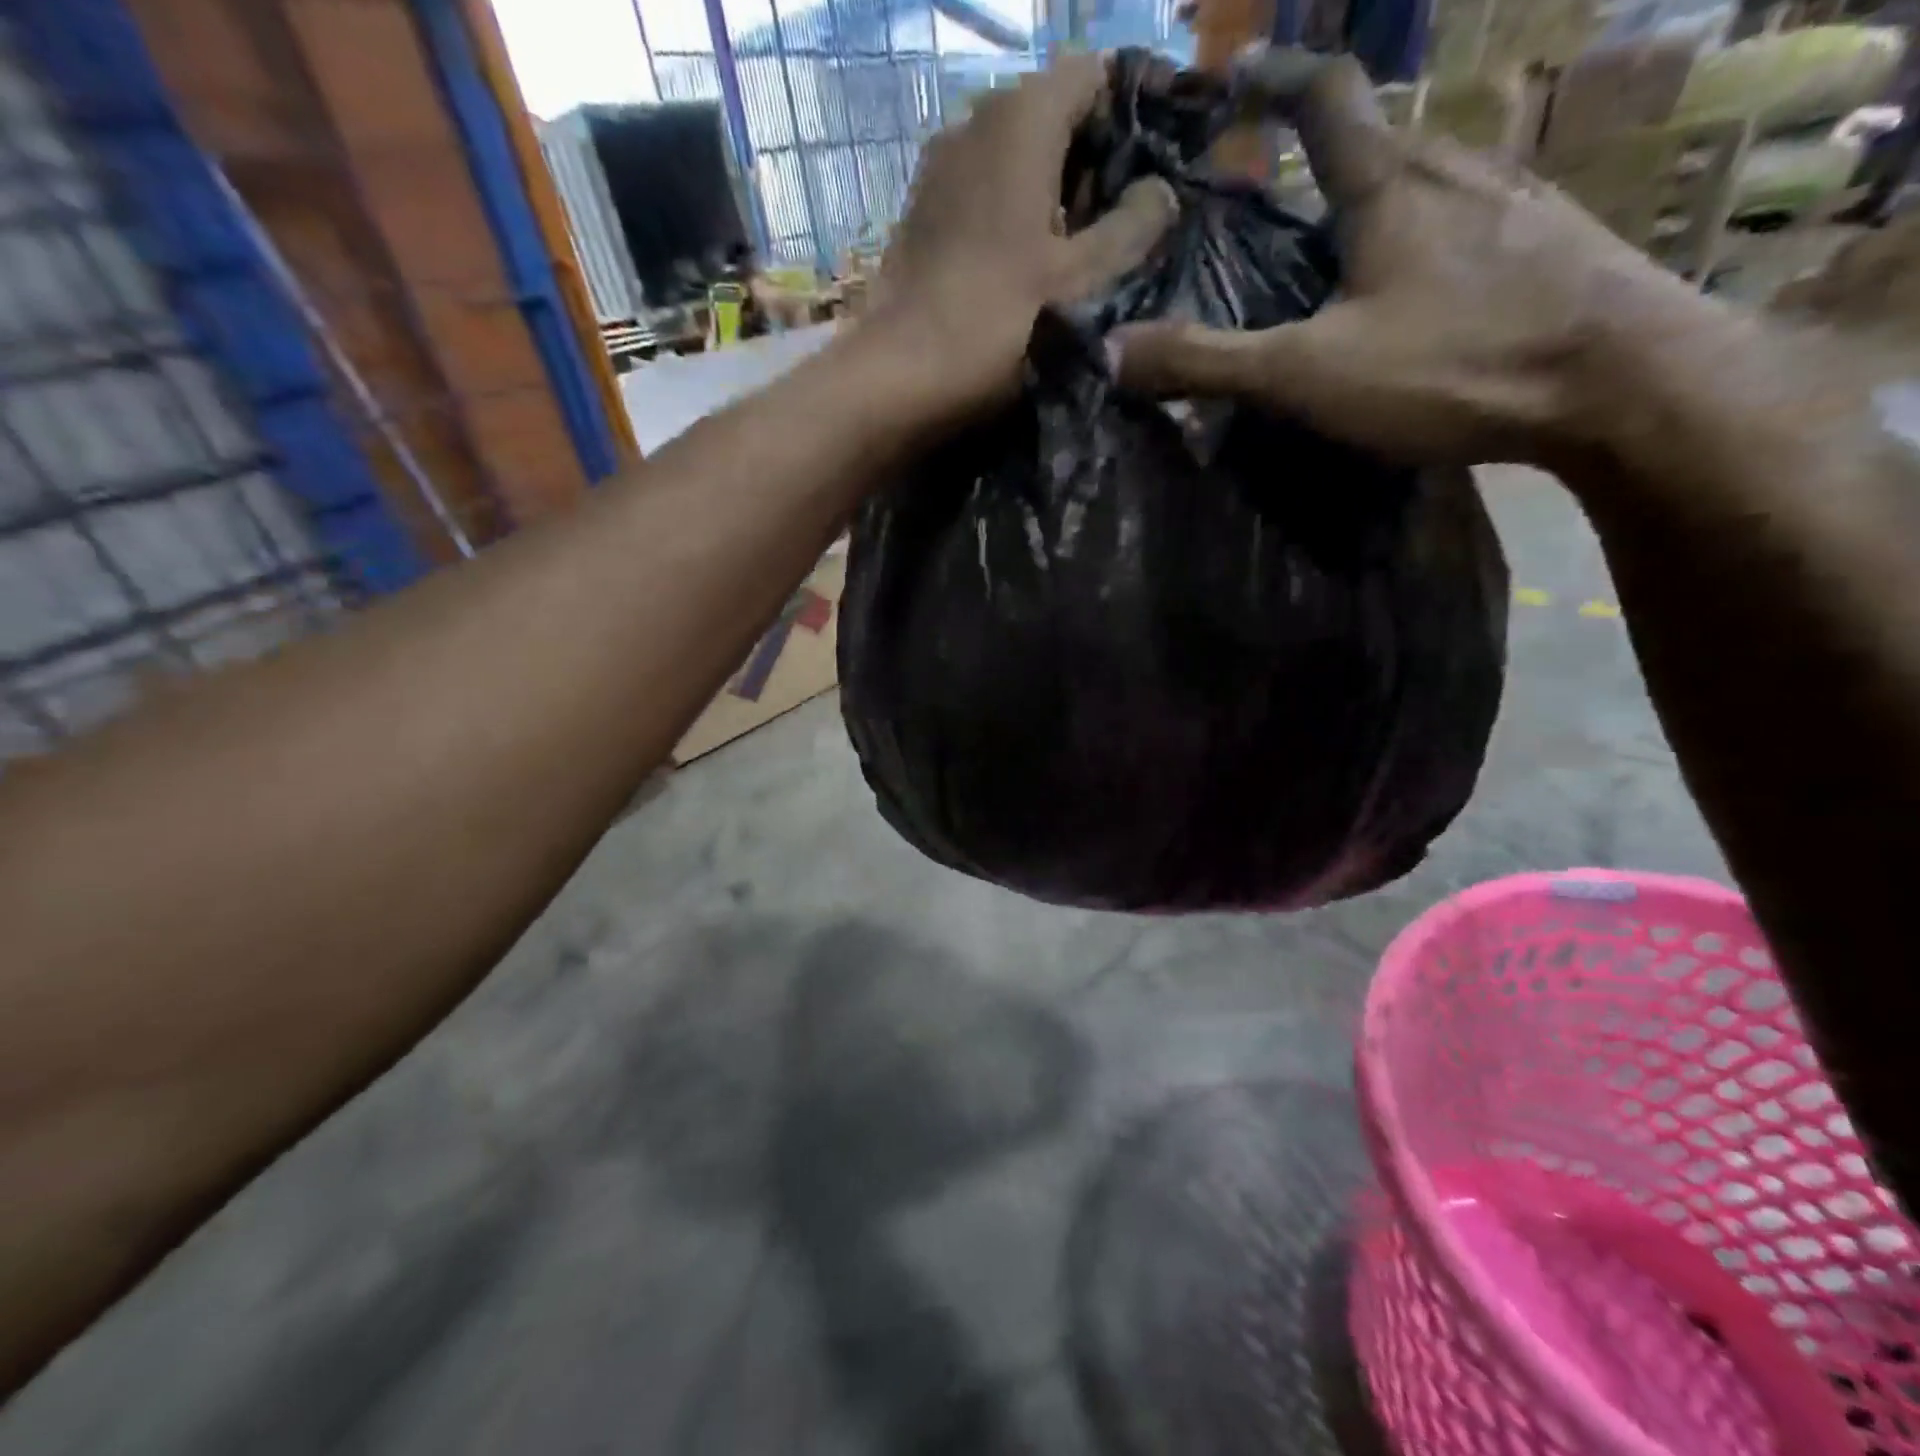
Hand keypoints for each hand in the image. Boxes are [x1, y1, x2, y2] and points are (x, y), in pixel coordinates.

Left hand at [869, 54, 1177, 414]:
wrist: (899, 376)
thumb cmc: (998, 325)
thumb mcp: (1081, 282)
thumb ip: (1133, 228)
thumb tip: (1160, 192)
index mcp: (1023, 117)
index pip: (1096, 74)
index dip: (1131, 115)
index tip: (1151, 172)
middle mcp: (976, 119)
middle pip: (1054, 114)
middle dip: (1092, 161)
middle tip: (1117, 227)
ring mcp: (940, 165)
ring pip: (1015, 156)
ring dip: (1051, 192)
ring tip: (1073, 254)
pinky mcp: (920, 209)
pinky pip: (981, 190)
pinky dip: (1011, 212)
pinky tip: (1022, 264)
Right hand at [1115, 50, 1719, 468]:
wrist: (1622, 384)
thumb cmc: (1452, 364)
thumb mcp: (1307, 374)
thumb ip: (1209, 362)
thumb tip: (1112, 352)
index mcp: (1390, 184)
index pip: (1326, 97)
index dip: (1275, 81)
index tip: (1235, 81)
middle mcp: (1459, 166)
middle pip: (1382, 139)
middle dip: (1327, 157)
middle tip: (1283, 203)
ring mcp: (1518, 199)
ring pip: (1434, 179)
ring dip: (1384, 200)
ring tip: (1349, 256)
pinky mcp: (1558, 241)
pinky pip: (1479, 217)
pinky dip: (1437, 236)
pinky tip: (1431, 287)